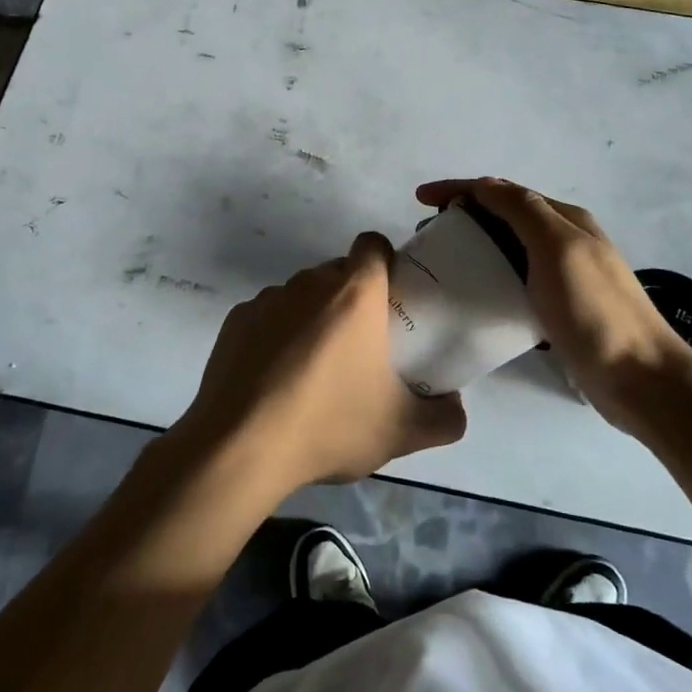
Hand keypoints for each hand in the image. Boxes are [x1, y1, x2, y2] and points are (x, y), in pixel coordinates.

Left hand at [176, 233, 467, 491]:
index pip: (373, 244)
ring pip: (301, 295)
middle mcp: (309, 283)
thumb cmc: (330, 425)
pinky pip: (267, 316)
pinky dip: (276, 336)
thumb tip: (456, 406)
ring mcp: (267, 299)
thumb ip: (445, 417)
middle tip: (360, 346)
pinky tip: (275, 379)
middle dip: (351, 298)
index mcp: (354, 293)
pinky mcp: (236, 320)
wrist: (240, 447)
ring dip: (312, 317)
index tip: (390, 300)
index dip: (385, 263)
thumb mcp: (403, 431)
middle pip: (337, 272)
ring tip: (314, 370)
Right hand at [417, 177, 691, 431]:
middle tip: (427, 235)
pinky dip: (490, 277)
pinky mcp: (559, 308)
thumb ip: (523, 211)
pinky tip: (473, 295)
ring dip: (475, 246)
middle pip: (505, 216)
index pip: (503, 191)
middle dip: (464, 216)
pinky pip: (515, 281)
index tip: (420, 198)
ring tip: (442, 262)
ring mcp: (564, 275)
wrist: (639, 377)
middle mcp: (565, 240)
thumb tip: (485, 185)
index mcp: (565, 219)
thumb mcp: (558, 248)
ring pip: (509, 249)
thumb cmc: (595, 309)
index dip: (460, 188)